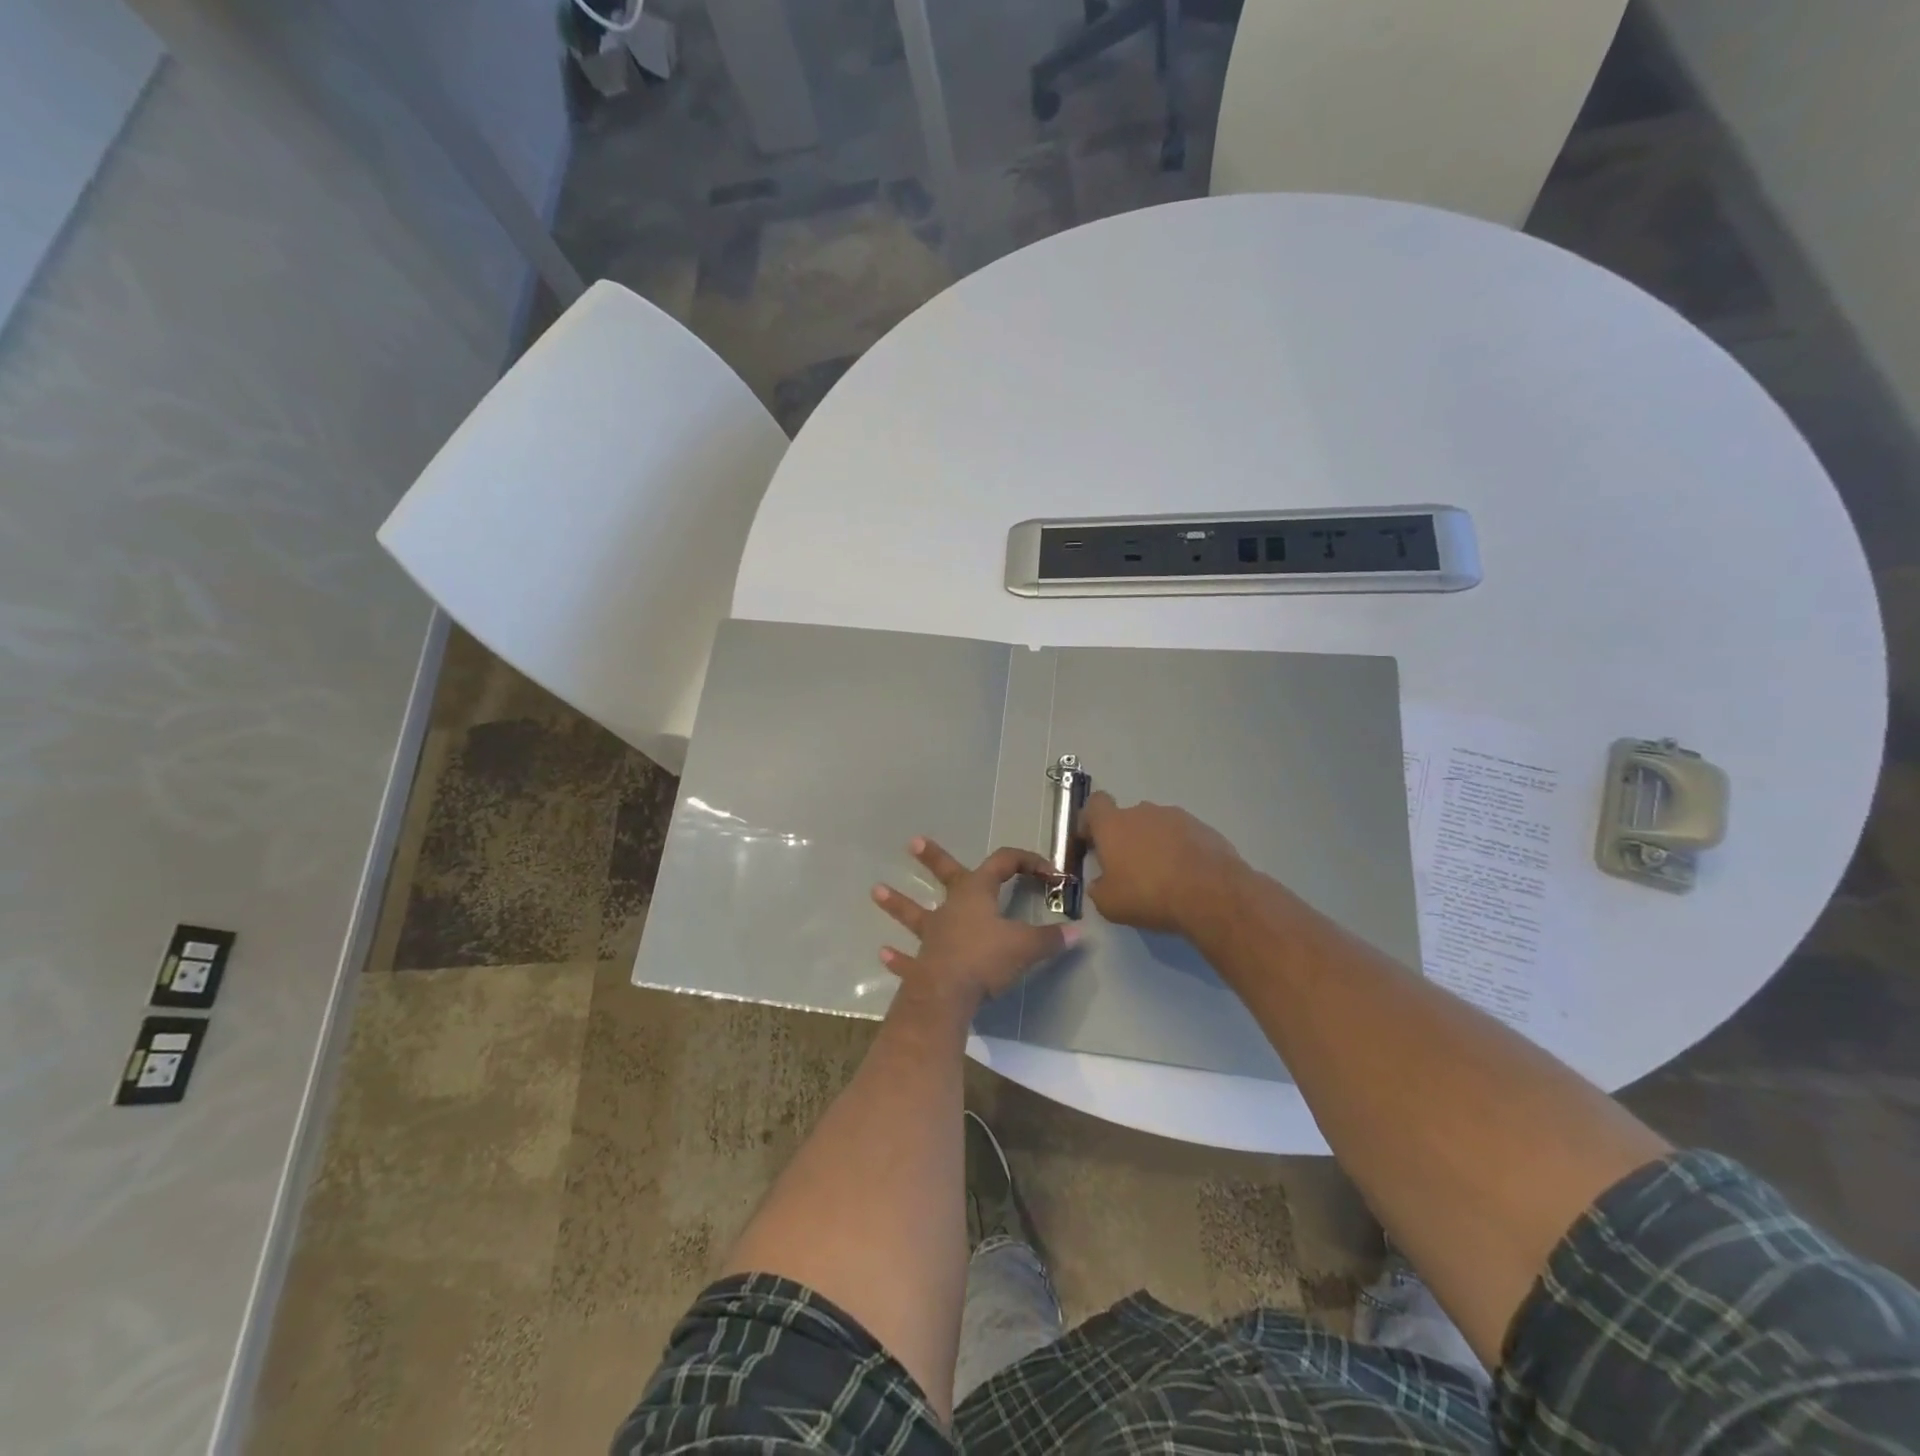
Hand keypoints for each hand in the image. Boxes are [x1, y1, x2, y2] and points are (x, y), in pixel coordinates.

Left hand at [872, 838, 1078, 1006]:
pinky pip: (908, 959)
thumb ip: (1051, 939)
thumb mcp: (1026, 946)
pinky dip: (897, 958)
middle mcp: (952, 906)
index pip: (1004, 862)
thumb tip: (1078, 933)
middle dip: (932, 858)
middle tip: (913, 844)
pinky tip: (883, 954)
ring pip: (914, 913)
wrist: (947, 993)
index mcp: (978, 892)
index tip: (1049, 873)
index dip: (1028, 862)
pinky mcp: (922, 963)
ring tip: (876, 890)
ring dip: (897, 903)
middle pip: (944, 874)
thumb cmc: (985, 959)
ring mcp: (933, 934)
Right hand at [1079, 791, 1245, 934]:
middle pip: (1127, 818)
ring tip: (1163, 875)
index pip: (1094, 804)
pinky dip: (1180, 850)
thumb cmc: (1149, 894)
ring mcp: (1176, 817)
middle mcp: (1143, 812)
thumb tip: (1100, 883)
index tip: (1093, 842)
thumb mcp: (1109, 904)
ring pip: (1156, 826)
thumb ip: (1098, 888)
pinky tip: (1186, 876)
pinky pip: (1182, 836)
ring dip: (1154, 843)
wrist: (1211, 894)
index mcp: (1113, 824)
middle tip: (1129, 868)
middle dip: (1125, 838)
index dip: (1090, 821)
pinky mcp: (1203, 828)